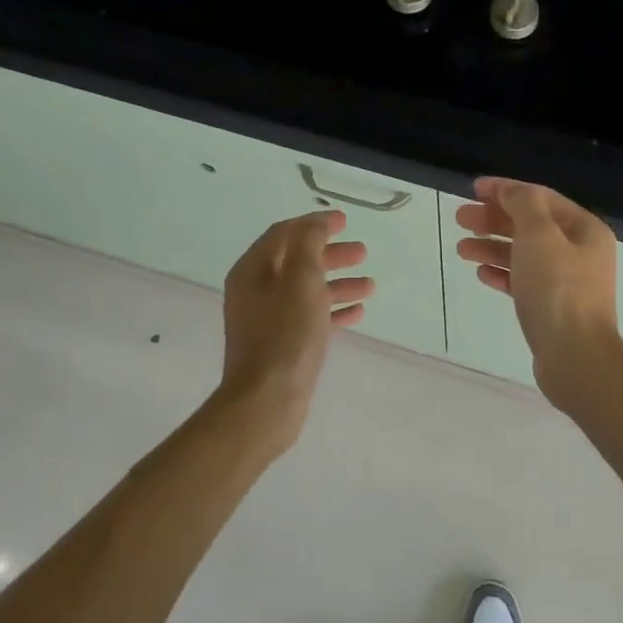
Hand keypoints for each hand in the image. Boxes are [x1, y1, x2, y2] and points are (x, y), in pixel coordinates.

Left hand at [218, 211, 372, 448]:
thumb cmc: (285, 336)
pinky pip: (310, 318)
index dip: (313, 224)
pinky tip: (357, 313)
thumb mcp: (301, 281)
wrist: (266, 401)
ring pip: (307, 291)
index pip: (283, 234)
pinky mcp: (281, 346)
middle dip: (330, 254)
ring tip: (370, 286)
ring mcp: (267, 321)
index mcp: (252, 271)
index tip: (344, 220)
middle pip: (297, 262)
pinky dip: (333, 311)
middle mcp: (255, 292)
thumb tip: (316, 224)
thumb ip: (308, 245)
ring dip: (337, 284)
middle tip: (363, 253)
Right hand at [455, 177, 622, 406]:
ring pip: (524, 254)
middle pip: (531, 226)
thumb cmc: (557, 290)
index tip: (472, 189)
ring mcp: (568, 283)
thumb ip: (523, 205)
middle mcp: (580, 252)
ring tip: (461, 249)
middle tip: (459, 219)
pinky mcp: (554, 309)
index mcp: (585, 230)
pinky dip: (503, 273)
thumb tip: (510, 191)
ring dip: (493, 247)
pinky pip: (524, 282)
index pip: (540, 198)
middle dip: (494, 220)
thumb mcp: (539, 236)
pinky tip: (482, 274)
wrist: (575, 357)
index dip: (506, 190)